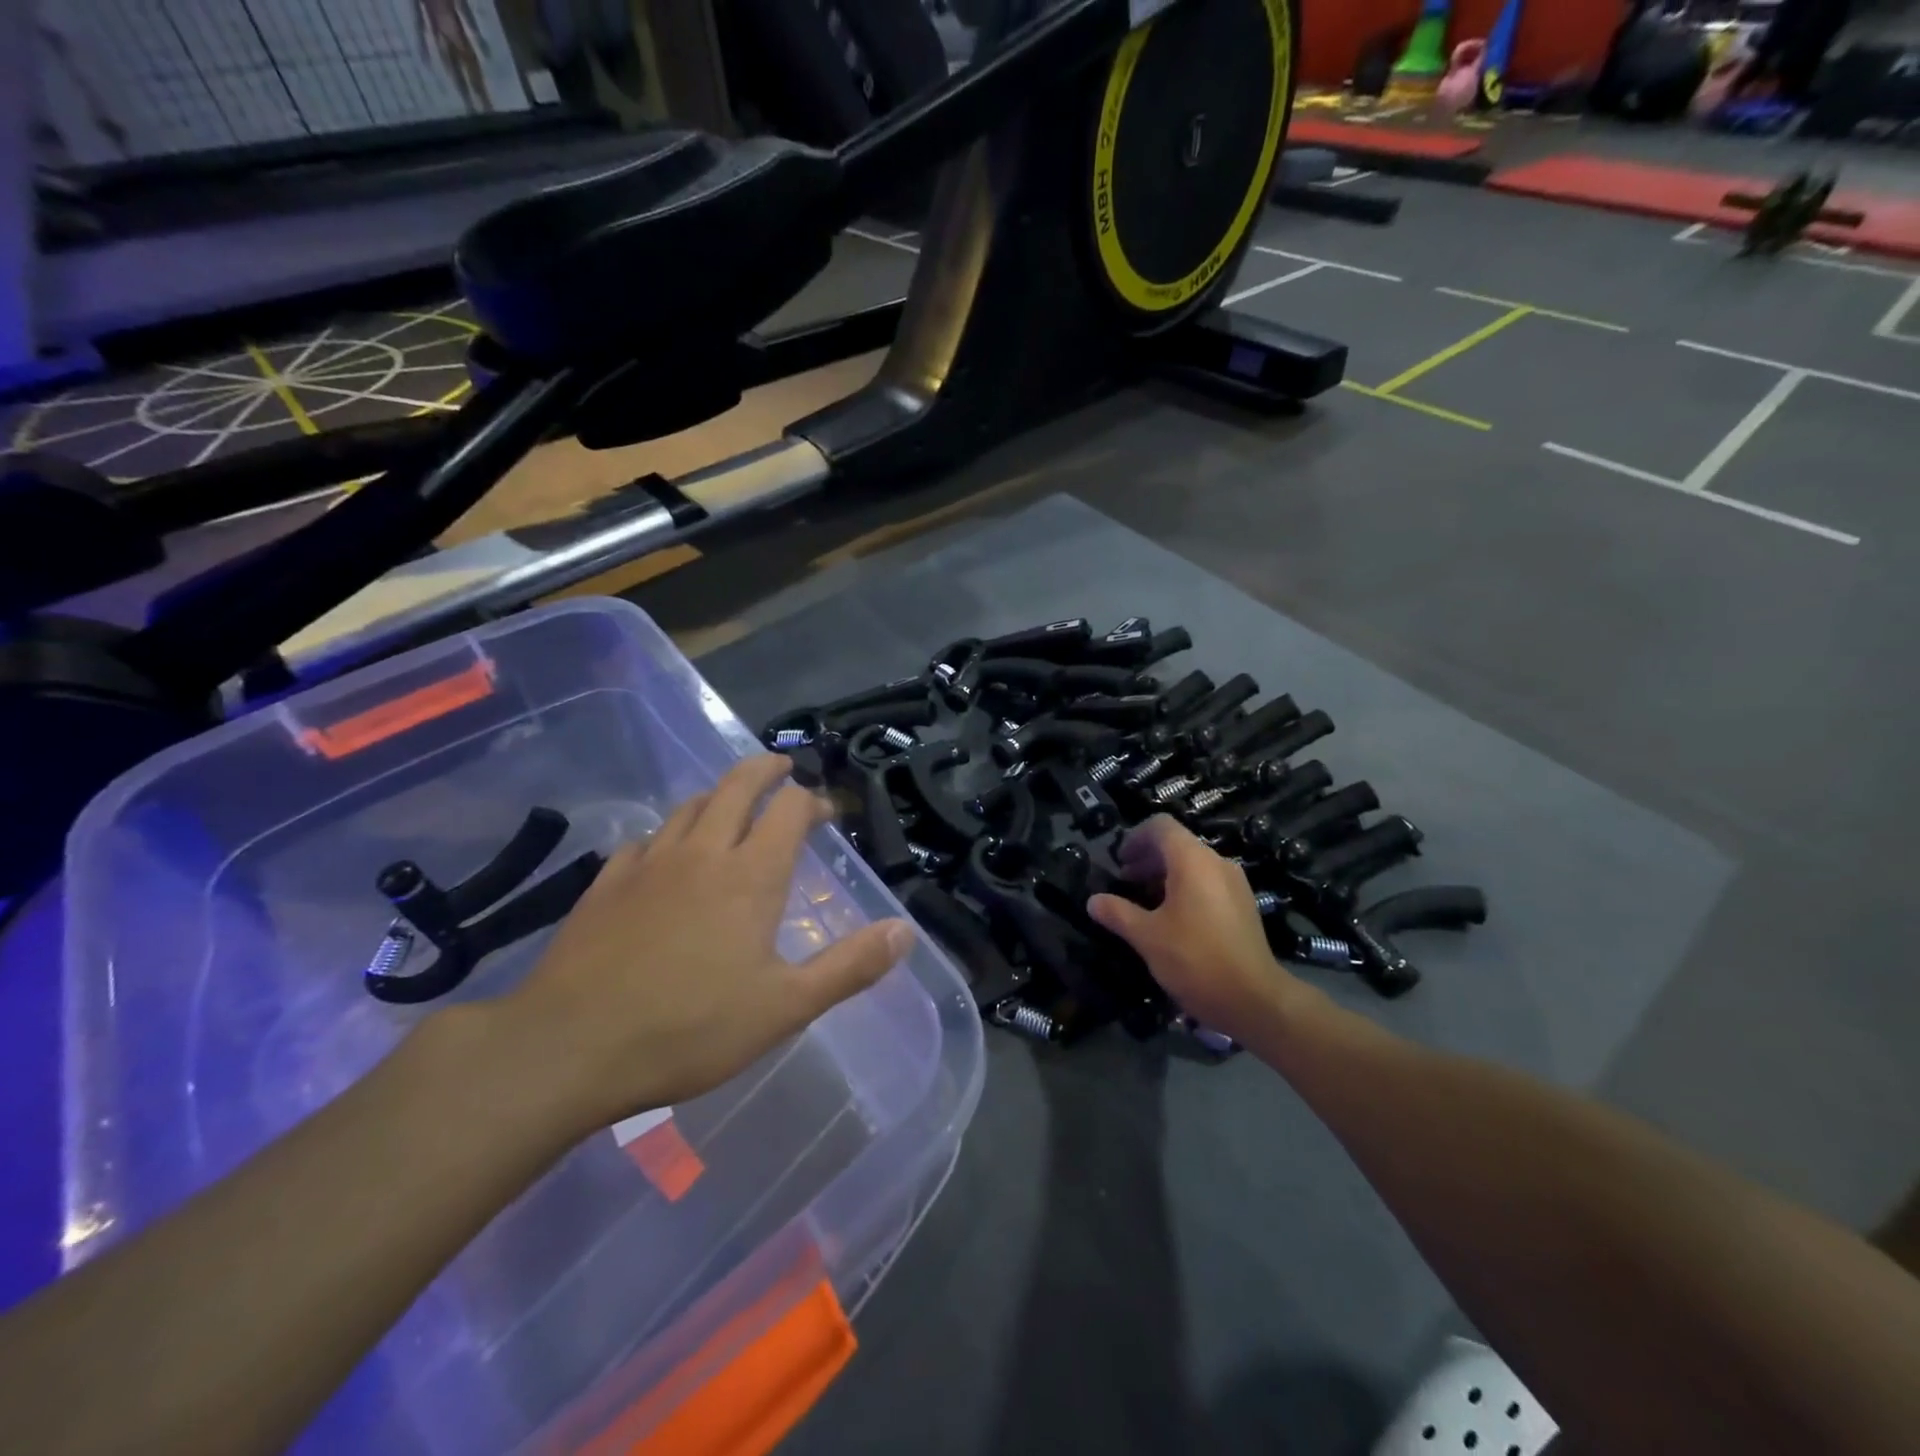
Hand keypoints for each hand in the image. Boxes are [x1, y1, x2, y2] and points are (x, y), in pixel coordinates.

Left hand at [494, 755, 911, 1133]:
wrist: (568, 1047)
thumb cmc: (689, 1029)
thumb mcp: (785, 1007)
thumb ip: (850, 966)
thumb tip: (905, 930)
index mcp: (750, 875)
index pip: (790, 809)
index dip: (814, 801)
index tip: (827, 813)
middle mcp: (702, 852)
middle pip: (737, 786)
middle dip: (765, 770)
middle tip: (782, 768)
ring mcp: (649, 863)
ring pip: (690, 806)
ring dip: (718, 796)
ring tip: (732, 806)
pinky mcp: (606, 882)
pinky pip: (647, 839)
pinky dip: (670, 833)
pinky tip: (667, 855)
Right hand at [1087, 815, 1304, 1043]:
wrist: (1255, 1001)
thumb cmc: (1195, 960)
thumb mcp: (1147, 937)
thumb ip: (1118, 913)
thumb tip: (1093, 901)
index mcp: (1193, 860)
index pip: (1161, 826)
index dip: (1135, 838)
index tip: (1118, 862)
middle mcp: (1217, 863)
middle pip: (1176, 844)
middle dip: (1146, 859)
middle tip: (1124, 883)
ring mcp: (1234, 884)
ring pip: (1192, 864)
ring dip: (1164, 875)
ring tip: (1143, 903)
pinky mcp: (1243, 905)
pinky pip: (1207, 882)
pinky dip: (1184, 889)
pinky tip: (1171, 919)